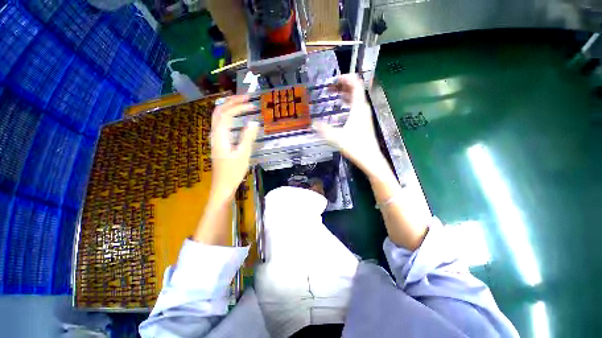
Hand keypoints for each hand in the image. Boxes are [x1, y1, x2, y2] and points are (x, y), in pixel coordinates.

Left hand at [210, 95, 258, 202]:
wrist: (223, 186)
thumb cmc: (233, 172)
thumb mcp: (243, 155)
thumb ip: (248, 137)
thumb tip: (254, 122)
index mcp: (220, 136)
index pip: (227, 114)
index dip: (239, 107)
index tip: (253, 105)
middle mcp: (215, 133)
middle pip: (219, 111)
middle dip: (232, 101)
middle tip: (247, 97)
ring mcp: (215, 138)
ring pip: (218, 116)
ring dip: (230, 107)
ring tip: (243, 103)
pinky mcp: (219, 142)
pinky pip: (221, 123)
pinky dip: (229, 115)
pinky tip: (237, 117)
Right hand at [313, 74, 389, 178]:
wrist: (370, 158)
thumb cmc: (355, 146)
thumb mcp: (336, 137)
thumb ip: (323, 129)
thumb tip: (312, 123)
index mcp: (359, 107)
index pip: (355, 84)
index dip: (346, 78)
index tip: (334, 79)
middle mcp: (363, 108)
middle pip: (356, 89)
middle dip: (343, 85)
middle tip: (330, 87)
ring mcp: (365, 115)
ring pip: (356, 98)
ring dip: (345, 94)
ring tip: (333, 95)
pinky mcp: (364, 122)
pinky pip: (356, 106)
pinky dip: (348, 103)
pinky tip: (340, 109)